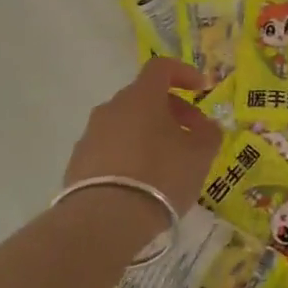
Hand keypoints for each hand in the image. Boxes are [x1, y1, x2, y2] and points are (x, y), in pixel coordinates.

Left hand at [64, 58, 224, 215]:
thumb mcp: (199, 156)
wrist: (103, 220)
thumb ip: (209, 135)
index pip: (161, 67)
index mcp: (142, 96)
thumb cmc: (160, 176)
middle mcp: (112, 107)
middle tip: (191, 136)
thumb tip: (208, 126)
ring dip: (149, 134)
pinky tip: (141, 182)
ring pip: (126, 123)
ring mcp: (91, 134)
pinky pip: (110, 148)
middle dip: (171, 111)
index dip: (184, 73)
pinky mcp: (78, 162)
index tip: (201, 89)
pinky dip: (128, 155)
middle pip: (145, 97)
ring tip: (167, 164)